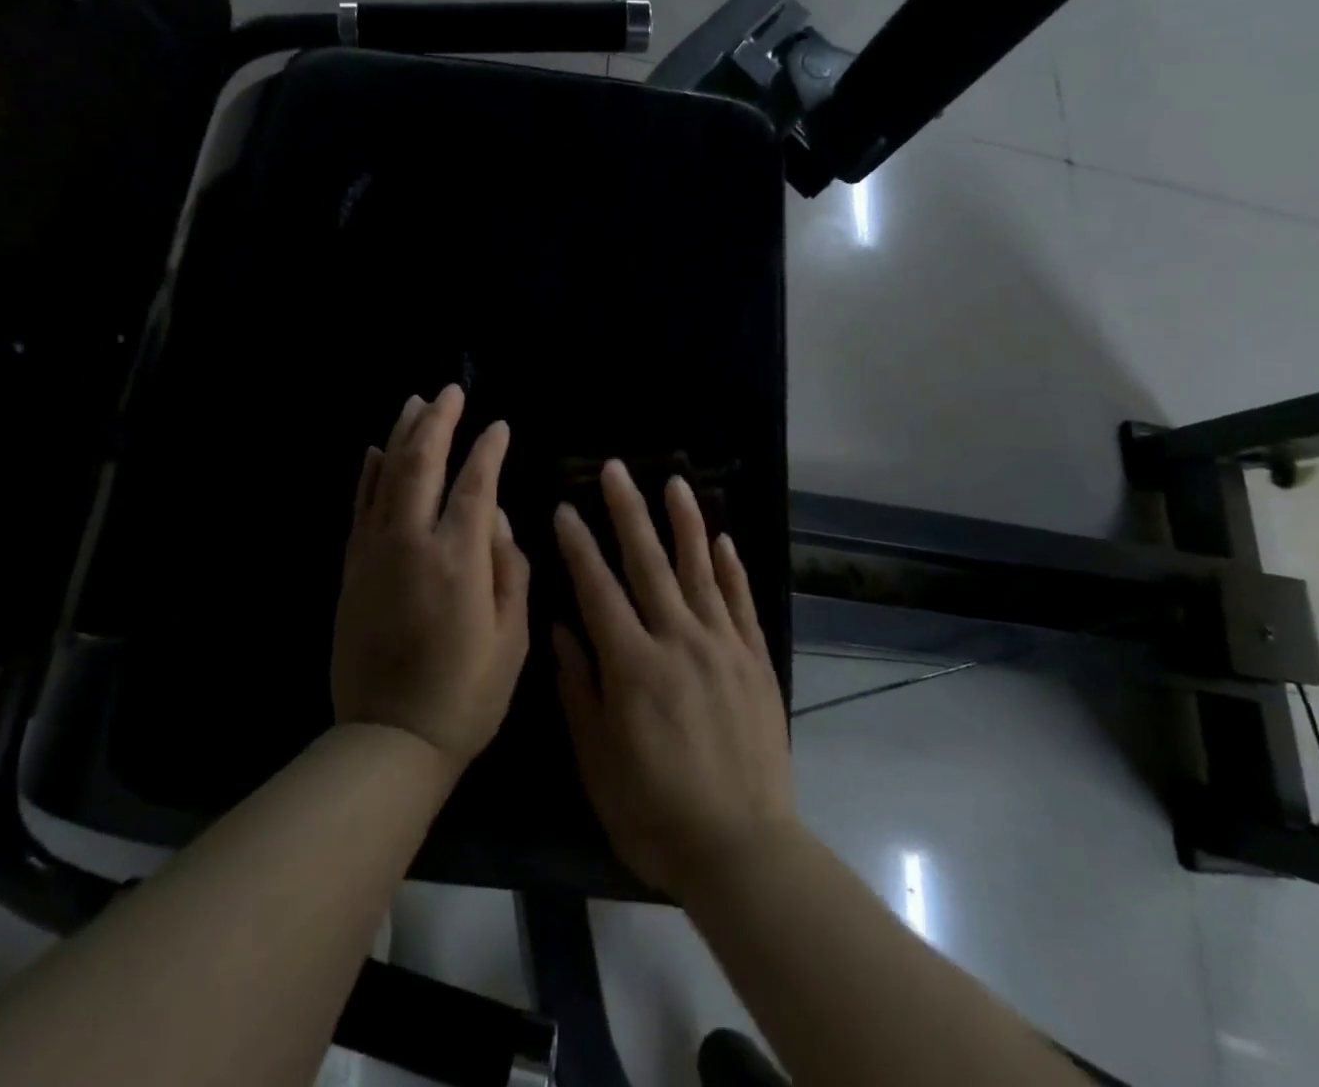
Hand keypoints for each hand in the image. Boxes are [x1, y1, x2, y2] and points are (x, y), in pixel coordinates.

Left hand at [332, 385, 530, 772]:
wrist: (389, 739)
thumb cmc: (466, 694)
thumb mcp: (512, 637)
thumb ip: (510, 568)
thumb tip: (499, 519)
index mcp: (458, 559)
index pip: (475, 484)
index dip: (489, 450)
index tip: (499, 426)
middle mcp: (412, 543)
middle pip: (423, 464)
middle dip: (439, 421)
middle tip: (451, 390)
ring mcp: (375, 553)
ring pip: (386, 476)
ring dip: (401, 435)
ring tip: (414, 402)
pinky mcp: (352, 569)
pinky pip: (359, 507)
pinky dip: (367, 474)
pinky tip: (374, 451)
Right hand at [553, 460, 793, 899]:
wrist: (743, 848)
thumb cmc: (655, 811)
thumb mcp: (598, 759)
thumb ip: (579, 686)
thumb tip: (562, 626)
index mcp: (633, 664)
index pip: (599, 588)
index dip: (579, 545)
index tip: (565, 508)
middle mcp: (678, 640)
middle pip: (649, 562)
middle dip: (628, 511)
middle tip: (616, 469)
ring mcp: (722, 645)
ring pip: (700, 568)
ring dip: (684, 522)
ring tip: (674, 481)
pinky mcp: (755, 660)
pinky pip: (741, 601)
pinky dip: (731, 567)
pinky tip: (723, 539)